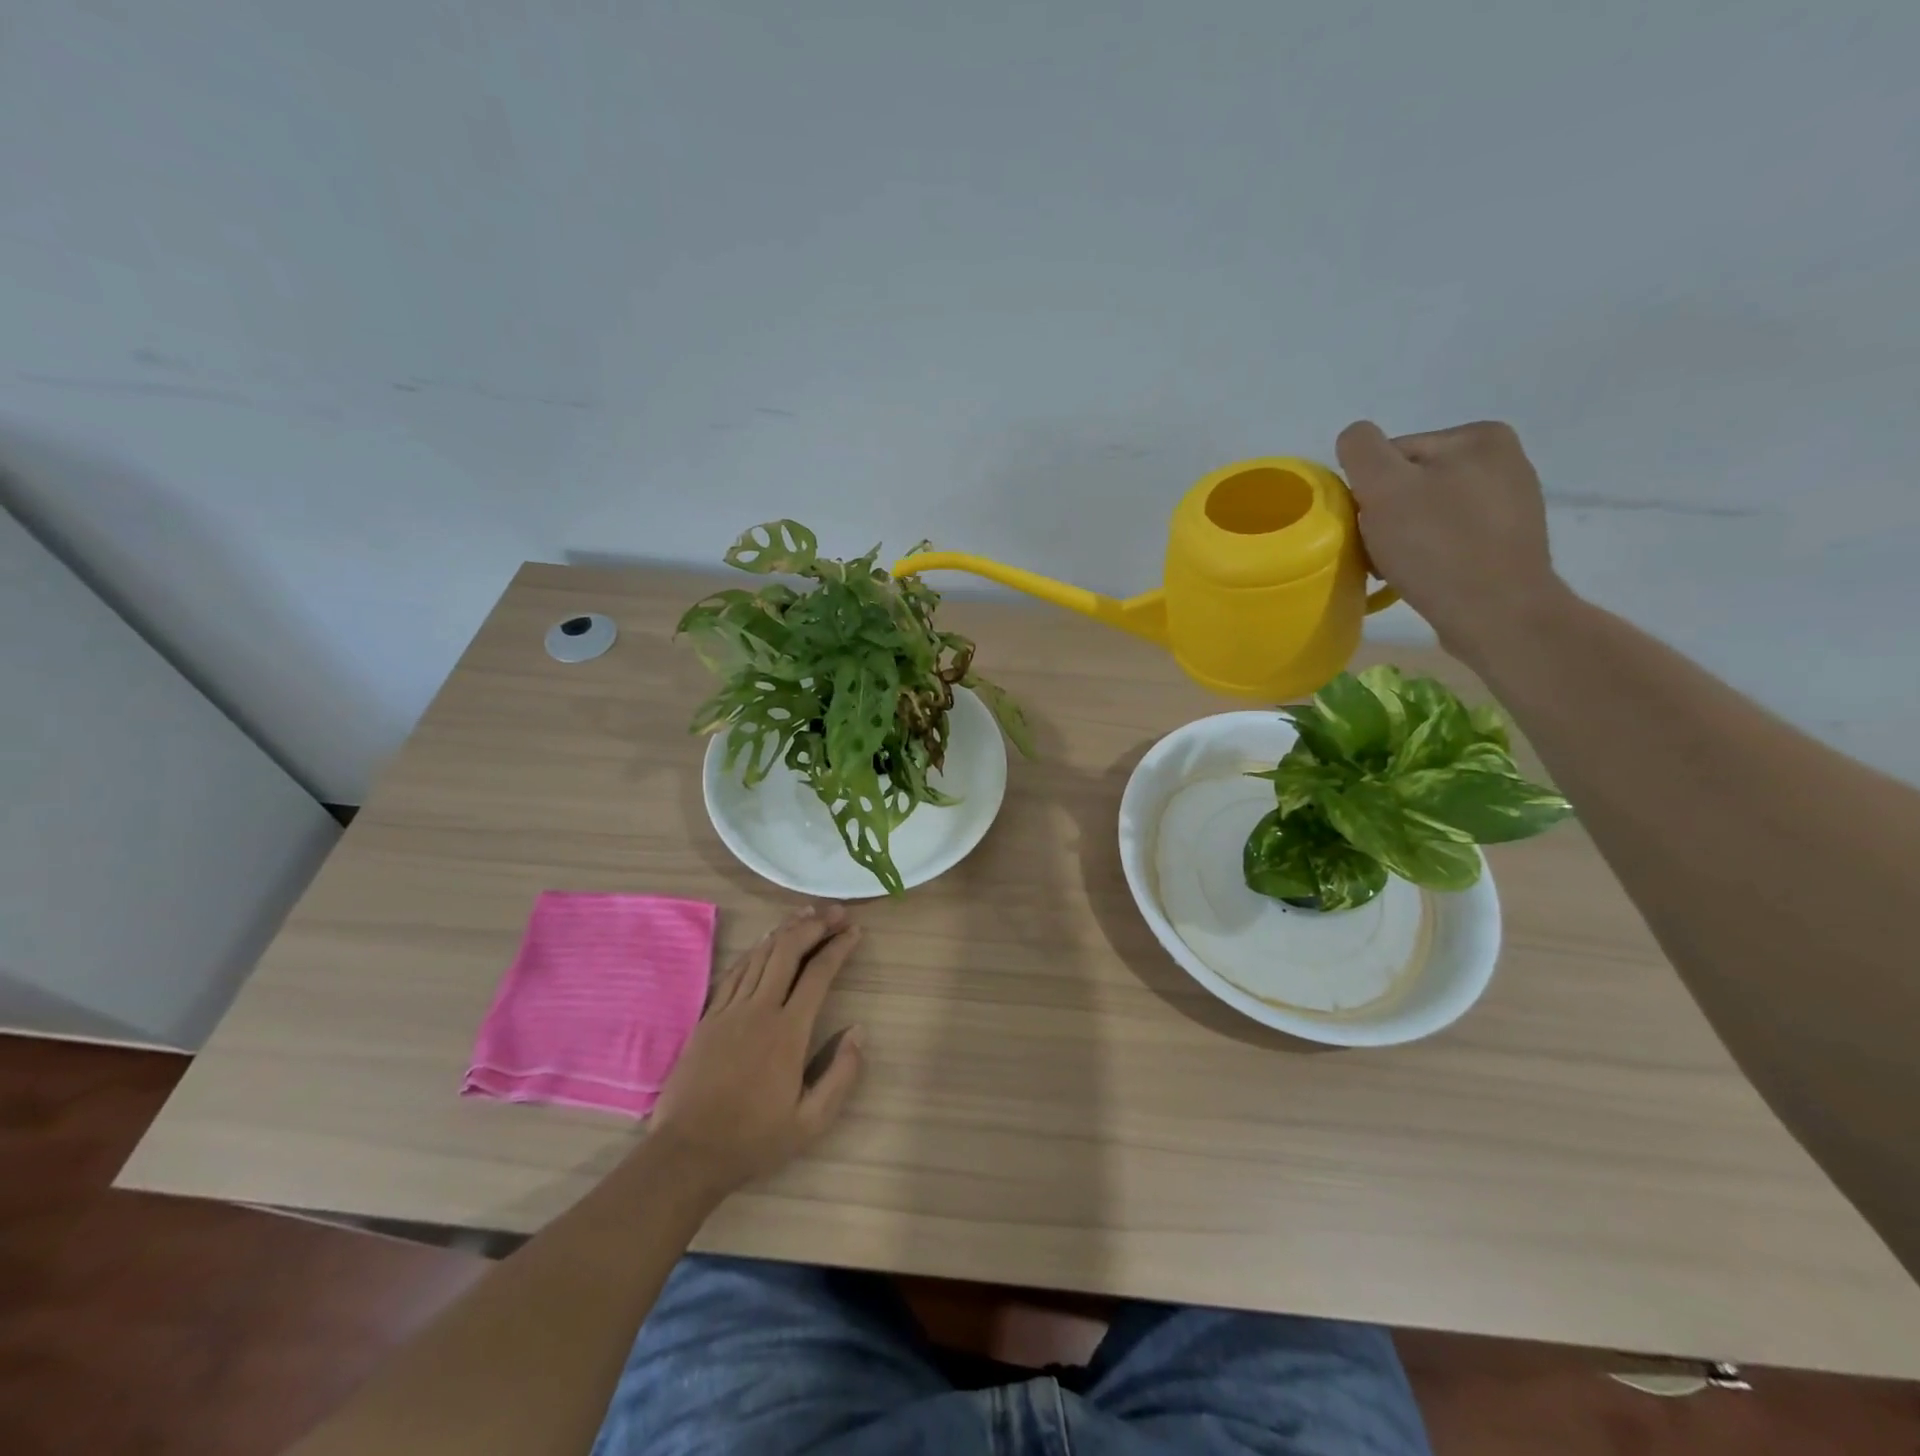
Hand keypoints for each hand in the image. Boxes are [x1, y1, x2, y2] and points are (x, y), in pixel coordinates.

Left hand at [647, 904, 864, 1197]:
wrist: (687, 1153)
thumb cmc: (753, 1139)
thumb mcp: (811, 1122)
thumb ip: (841, 1075)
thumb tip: (858, 1031)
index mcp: (788, 1032)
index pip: (819, 974)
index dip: (839, 947)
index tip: (856, 931)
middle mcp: (759, 1010)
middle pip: (788, 951)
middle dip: (814, 925)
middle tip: (835, 912)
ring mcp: (730, 1010)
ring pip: (761, 954)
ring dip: (786, 930)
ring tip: (806, 914)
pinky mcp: (709, 1017)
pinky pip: (735, 971)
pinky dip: (756, 950)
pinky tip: (766, 942)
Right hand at [1336, 420, 1568, 661]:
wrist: (1498, 614)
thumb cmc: (1438, 547)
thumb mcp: (1385, 487)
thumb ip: (1362, 450)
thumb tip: (1354, 438)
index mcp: (1479, 436)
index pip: (1392, 455)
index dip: (1368, 491)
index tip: (1366, 526)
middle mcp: (1503, 460)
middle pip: (1409, 483)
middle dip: (1386, 516)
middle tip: (1379, 552)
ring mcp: (1510, 503)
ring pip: (1426, 513)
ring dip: (1402, 538)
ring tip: (1398, 568)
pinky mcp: (1507, 542)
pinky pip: (1449, 538)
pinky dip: (1428, 554)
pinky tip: (1423, 575)